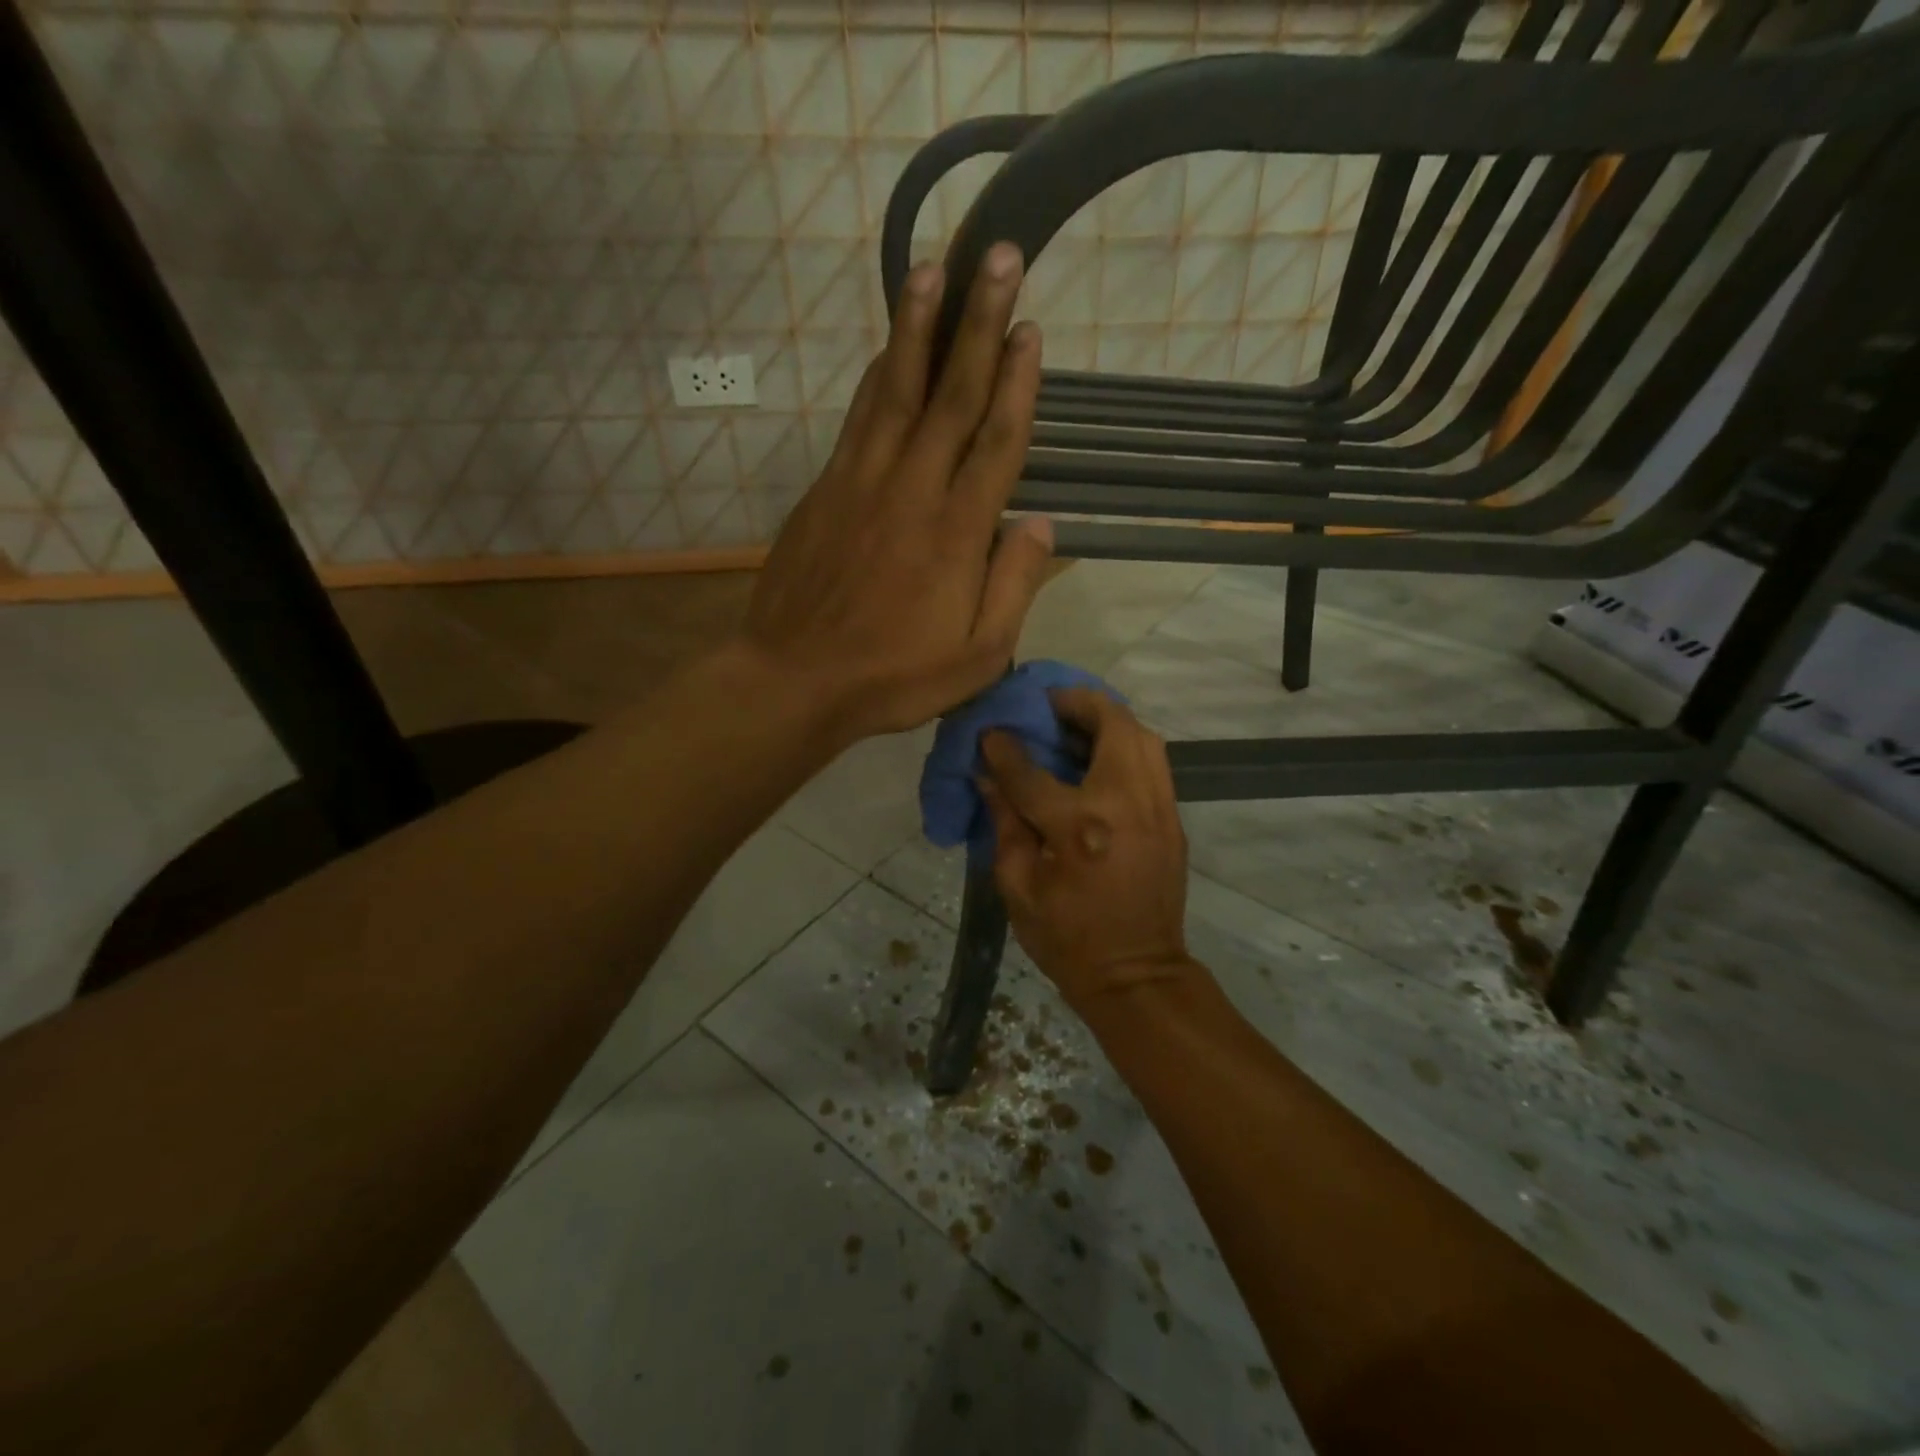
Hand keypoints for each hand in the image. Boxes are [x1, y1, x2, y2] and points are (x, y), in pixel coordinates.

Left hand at [743, 244, 1054, 741]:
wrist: (795, 679)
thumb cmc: (894, 677)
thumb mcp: (978, 655)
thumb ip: (1015, 587)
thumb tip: (1040, 524)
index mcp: (957, 533)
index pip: (996, 442)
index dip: (1018, 383)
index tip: (1032, 330)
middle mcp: (912, 491)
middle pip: (952, 396)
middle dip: (979, 324)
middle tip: (999, 259)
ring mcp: (862, 484)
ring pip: (895, 391)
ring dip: (917, 328)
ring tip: (933, 269)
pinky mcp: (826, 490)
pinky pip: (858, 419)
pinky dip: (875, 376)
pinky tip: (885, 348)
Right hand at [978, 689, 1194, 1009]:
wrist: (1137, 975)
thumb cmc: (1066, 938)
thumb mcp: (1017, 887)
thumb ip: (1004, 823)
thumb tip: (988, 776)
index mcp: (1079, 827)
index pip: (1032, 771)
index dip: (1004, 749)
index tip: (990, 732)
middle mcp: (1126, 804)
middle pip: (1111, 724)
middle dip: (1076, 703)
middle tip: (1048, 703)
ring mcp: (1158, 808)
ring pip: (1143, 735)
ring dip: (1108, 718)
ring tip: (1075, 721)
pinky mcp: (1173, 819)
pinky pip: (1153, 761)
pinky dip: (1126, 744)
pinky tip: (1099, 756)